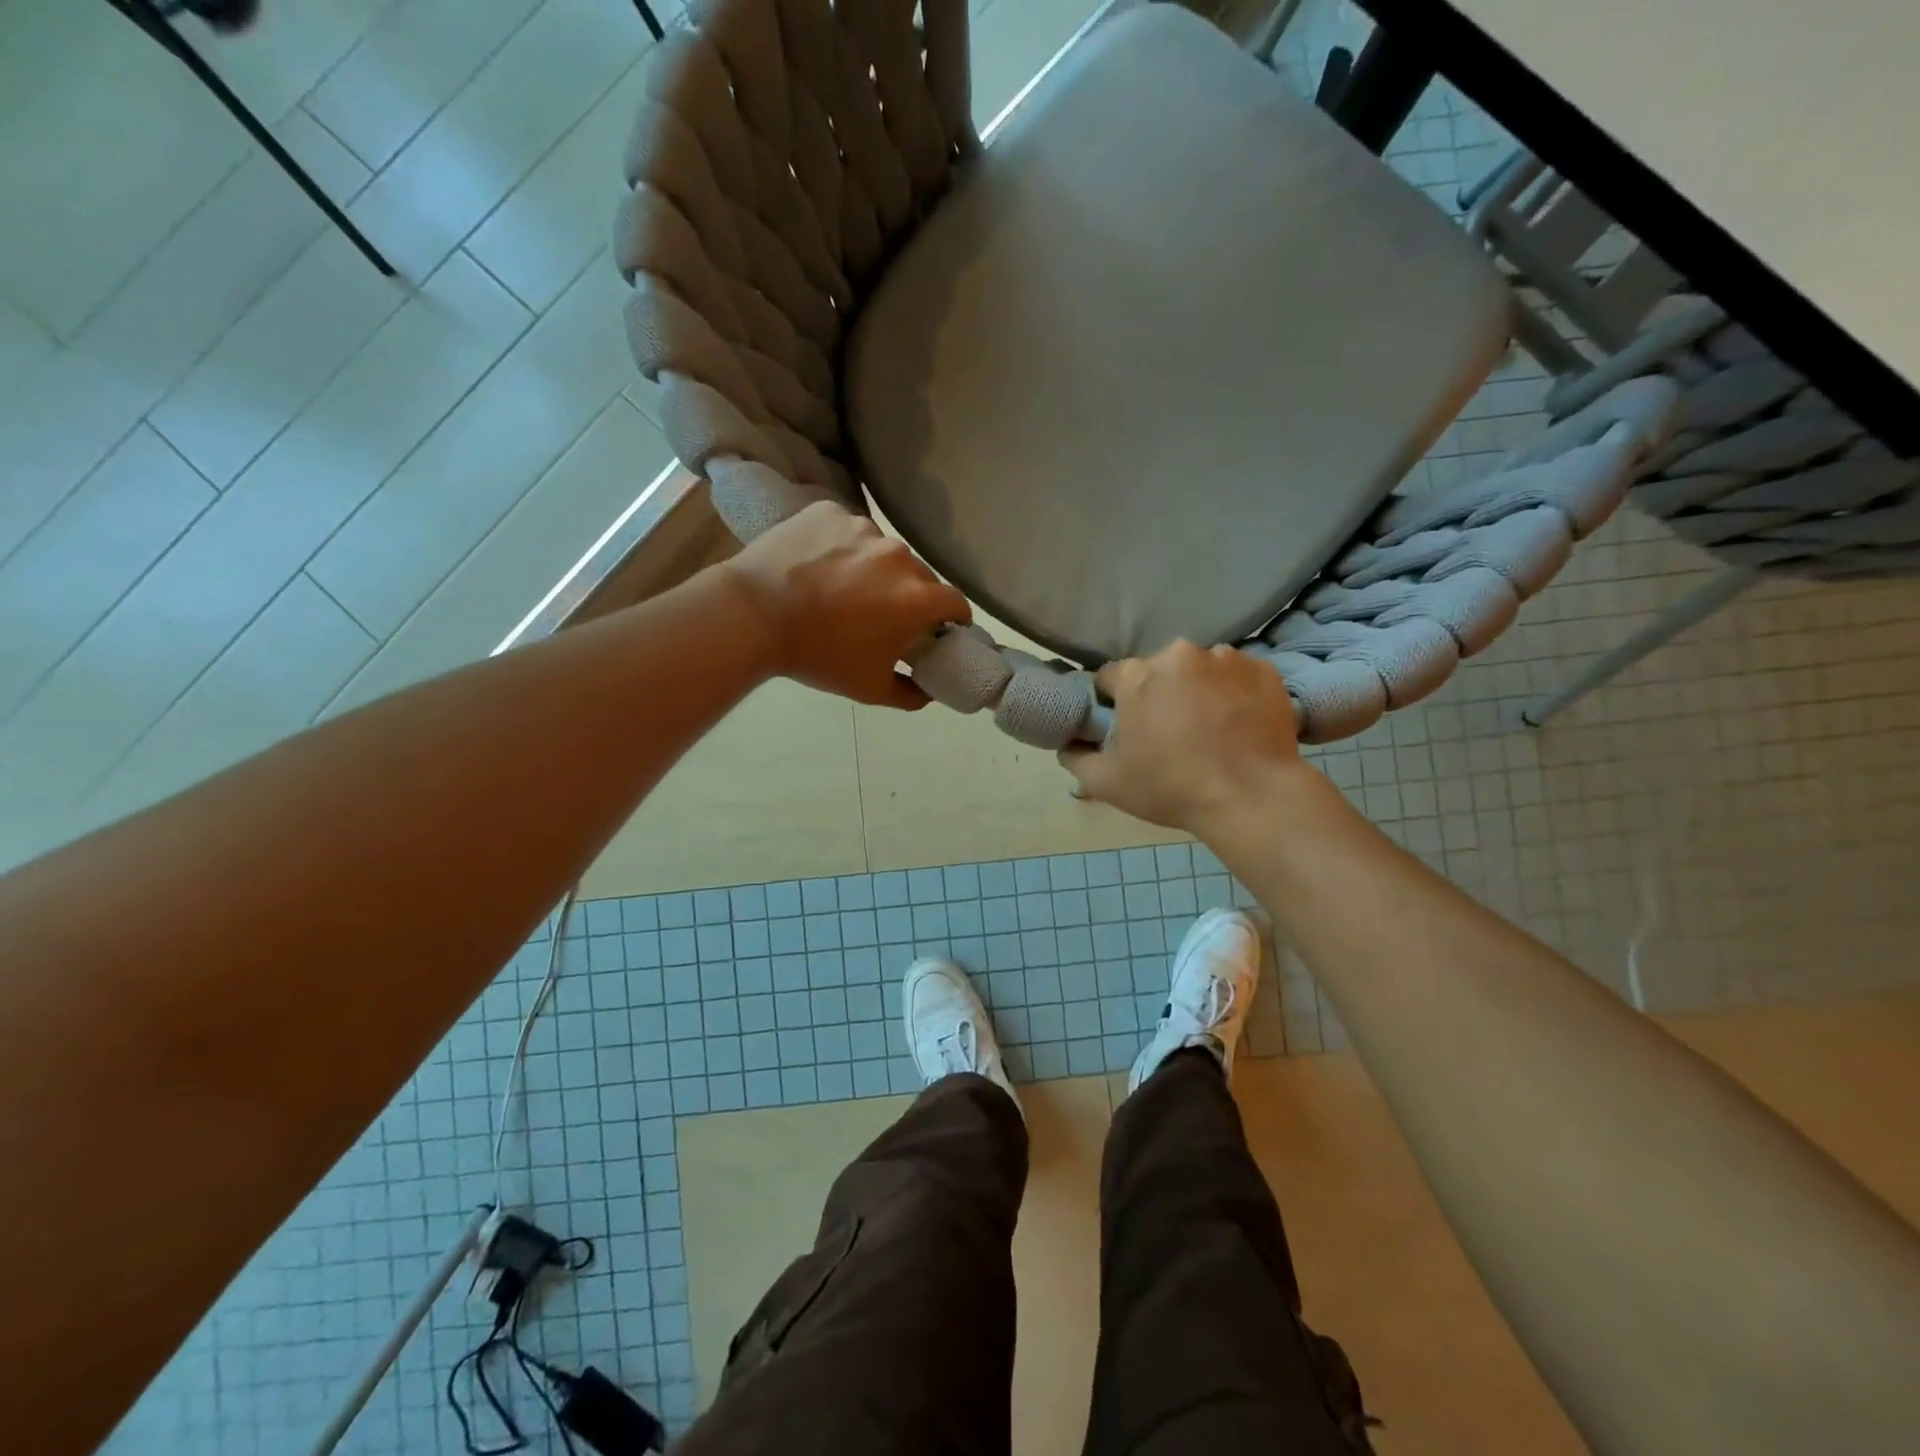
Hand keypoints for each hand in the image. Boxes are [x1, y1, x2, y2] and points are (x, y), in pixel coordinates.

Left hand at [722, 503, 969, 708]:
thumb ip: (910, 694)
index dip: (953, 618)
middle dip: (911, 595)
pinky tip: (818, 566)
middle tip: (886, 614)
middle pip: (919, 575)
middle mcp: (898, 555)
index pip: (956, 602)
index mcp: (916, 597)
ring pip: (882, 551)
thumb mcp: (869, 688)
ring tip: (844, 588)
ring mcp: (862, 527)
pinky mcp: (829, 511)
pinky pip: (847, 529)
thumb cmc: (817, 656)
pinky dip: (841, 547)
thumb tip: (928, 692)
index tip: (942, 629)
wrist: (752, 615)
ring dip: (875, 569)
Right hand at [1059, 641, 1305, 830]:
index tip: (1127, 727)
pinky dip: (1235, 693)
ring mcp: (1226, 658)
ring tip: (1211, 728)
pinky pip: (1239, 676)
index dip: (1114, 702)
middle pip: (1158, 670)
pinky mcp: (1264, 671)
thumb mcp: (1107, 783)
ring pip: (1200, 670)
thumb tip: (1068, 744)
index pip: (1111, 677)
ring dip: (1198, 690)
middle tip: (1170, 732)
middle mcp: (1179, 654)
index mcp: (1137, 676)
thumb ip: (1076, 758)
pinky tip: (1240, 725)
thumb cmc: (1172, 788)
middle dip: (1159, 693)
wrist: (1252, 796)